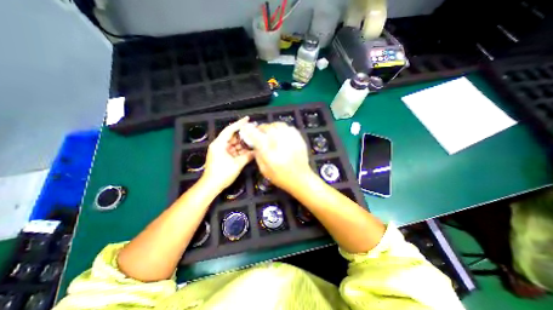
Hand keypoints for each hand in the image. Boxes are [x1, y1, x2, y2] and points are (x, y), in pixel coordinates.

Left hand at [202, 118, 253, 191]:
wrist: (211, 186)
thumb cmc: (222, 174)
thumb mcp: (237, 164)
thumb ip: (248, 156)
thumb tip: (257, 152)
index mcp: (219, 144)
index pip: (230, 130)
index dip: (239, 124)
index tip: (247, 119)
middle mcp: (219, 145)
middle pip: (233, 136)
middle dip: (243, 135)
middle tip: (254, 132)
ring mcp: (220, 151)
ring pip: (234, 144)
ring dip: (243, 144)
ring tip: (253, 142)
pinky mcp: (222, 156)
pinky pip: (233, 150)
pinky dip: (240, 150)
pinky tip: (248, 150)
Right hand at [243, 122, 314, 192]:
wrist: (300, 178)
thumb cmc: (281, 177)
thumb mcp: (264, 170)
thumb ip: (258, 155)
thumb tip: (255, 144)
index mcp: (269, 151)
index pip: (256, 135)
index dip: (250, 130)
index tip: (246, 128)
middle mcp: (279, 142)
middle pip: (267, 127)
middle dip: (261, 128)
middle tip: (260, 132)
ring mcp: (290, 138)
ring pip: (278, 125)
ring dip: (272, 127)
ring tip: (271, 132)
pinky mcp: (298, 138)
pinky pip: (288, 127)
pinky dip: (282, 129)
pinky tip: (281, 135)